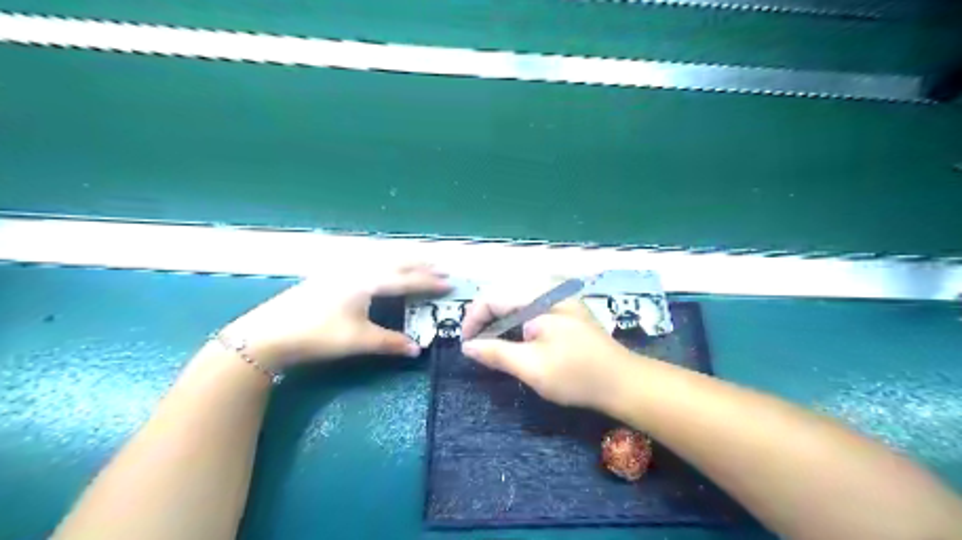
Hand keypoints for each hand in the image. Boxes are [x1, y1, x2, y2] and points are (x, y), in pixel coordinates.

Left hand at [222, 264, 450, 369]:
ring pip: (379, 258)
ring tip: (417, 262)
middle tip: (439, 266)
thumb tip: (418, 349)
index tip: (449, 283)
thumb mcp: (357, 341)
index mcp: (367, 282)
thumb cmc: (317, 335)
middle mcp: (357, 270)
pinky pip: (367, 261)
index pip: (406, 279)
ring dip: (402, 259)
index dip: (429, 282)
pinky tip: (380, 266)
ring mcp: (341, 270)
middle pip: (395, 262)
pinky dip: (383, 261)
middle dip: (419, 264)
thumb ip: (390, 343)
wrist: (268, 333)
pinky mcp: (330, 275)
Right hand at [460, 288, 637, 409]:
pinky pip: (532, 304)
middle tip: (477, 344)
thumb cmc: (577, 375)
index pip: (493, 297)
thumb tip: (467, 347)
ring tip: (492, 341)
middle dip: (485, 317)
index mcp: (540, 298)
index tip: (466, 345)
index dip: (473, 319)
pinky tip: (516, 335)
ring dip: (500, 317)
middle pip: (504, 293)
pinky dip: (516, 318)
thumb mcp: (532, 367)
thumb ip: (496, 353)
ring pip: (517, 298)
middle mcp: (549, 289)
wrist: (624, 381)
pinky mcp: (567, 308)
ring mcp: (560, 297)